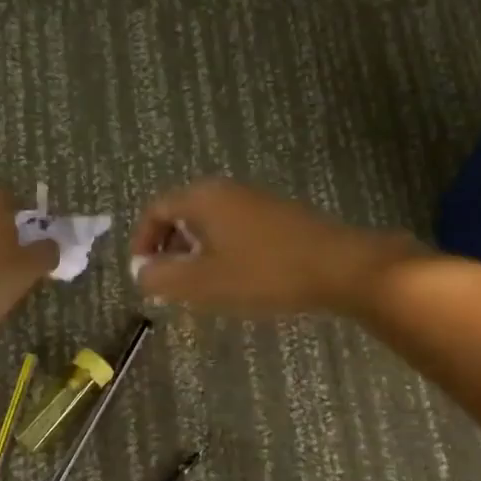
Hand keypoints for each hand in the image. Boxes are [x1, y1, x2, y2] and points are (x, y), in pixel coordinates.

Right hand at [128, 179, 422, 315]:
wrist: (340, 268)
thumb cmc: (263, 273)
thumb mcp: (203, 282)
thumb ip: (162, 277)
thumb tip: (140, 272)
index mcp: (203, 198)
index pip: (156, 210)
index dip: (142, 242)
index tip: (144, 275)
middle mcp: (227, 191)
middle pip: (182, 215)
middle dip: (169, 251)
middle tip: (169, 285)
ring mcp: (256, 202)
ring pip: (209, 225)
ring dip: (196, 255)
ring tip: (200, 289)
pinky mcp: (278, 218)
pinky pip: (234, 231)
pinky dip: (222, 253)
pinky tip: (236, 282)